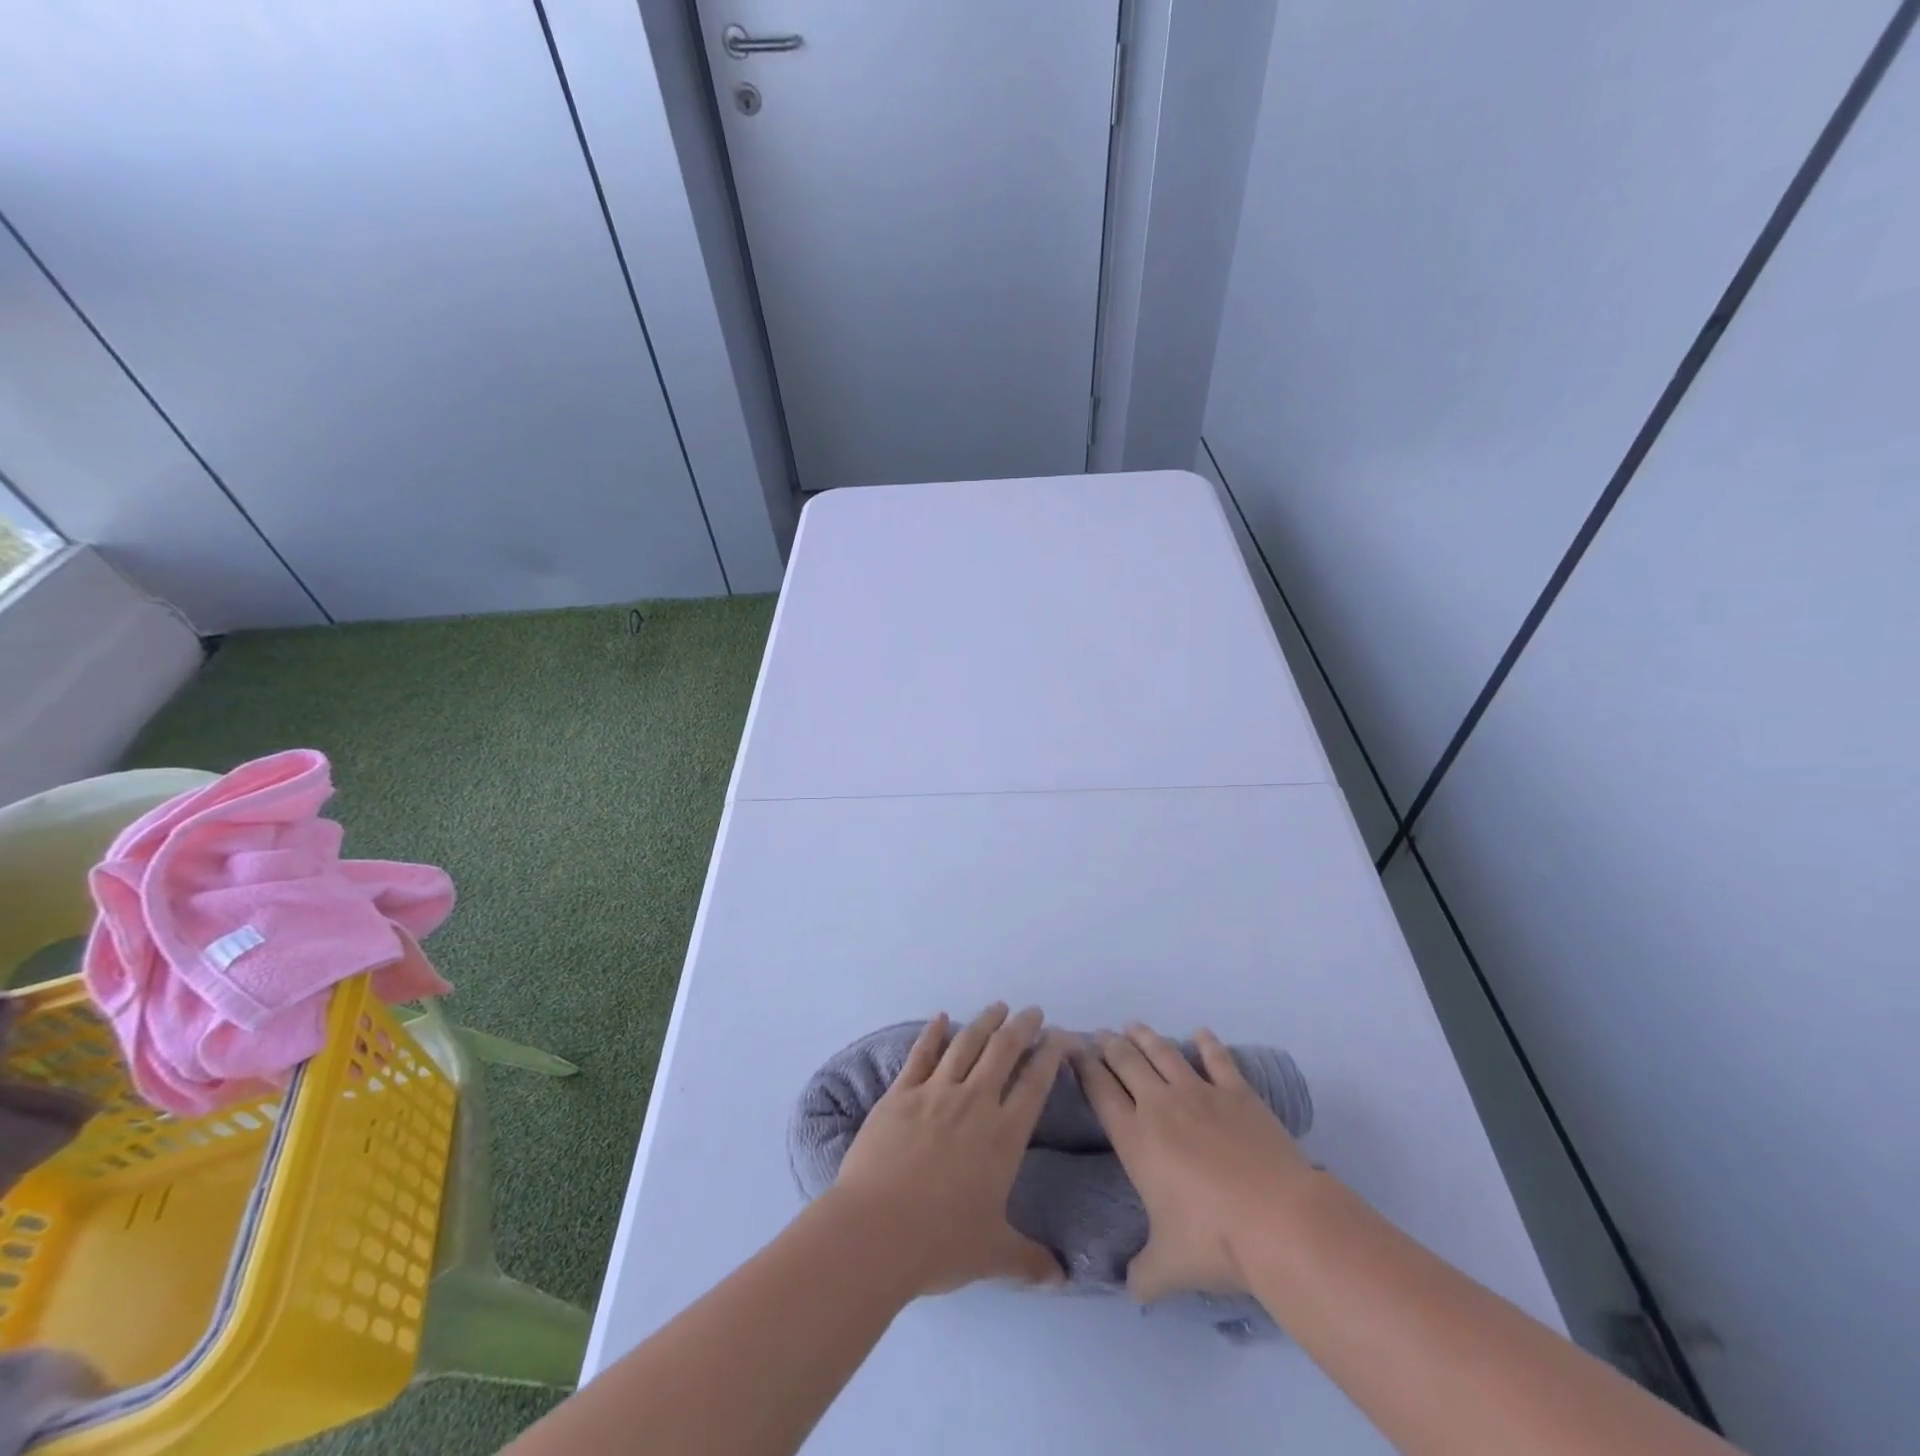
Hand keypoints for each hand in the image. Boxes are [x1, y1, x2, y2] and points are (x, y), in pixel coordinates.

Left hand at [829, 1004, 1066, 1295]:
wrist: (876, 1231)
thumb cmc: (940, 1243)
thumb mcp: (993, 1255)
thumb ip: (1031, 1261)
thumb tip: (1065, 1279)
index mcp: (1003, 1135)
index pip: (1036, 1083)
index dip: (1052, 1055)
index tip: (1063, 1037)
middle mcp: (974, 1102)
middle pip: (1003, 1051)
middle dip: (1022, 1027)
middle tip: (1033, 1011)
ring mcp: (934, 1092)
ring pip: (966, 1044)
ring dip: (985, 1022)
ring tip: (998, 1007)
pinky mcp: (900, 1094)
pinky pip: (921, 1054)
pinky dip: (933, 1033)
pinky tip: (940, 1018)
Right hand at [1073, 1022, 1314, 1302]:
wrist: (1278, 1220)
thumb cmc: (1214, 1241)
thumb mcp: (1168, 1268)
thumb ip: (1143, 1275)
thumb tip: (1130, 1290)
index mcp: (1135, 1138)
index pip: (1100, 1092)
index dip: (1084, 1069)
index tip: (1073, 1051)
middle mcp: (1160, 1105)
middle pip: (1127, 1063)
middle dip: (1110, 1046)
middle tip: (1099, 1034)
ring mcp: (1200, 1093)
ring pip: (1163, 1053)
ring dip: (1145, 1037)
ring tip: (1133, 1026)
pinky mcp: (1237, 1093)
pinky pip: (1217, 1060)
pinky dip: (1207, 1043)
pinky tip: (1200, 1033)